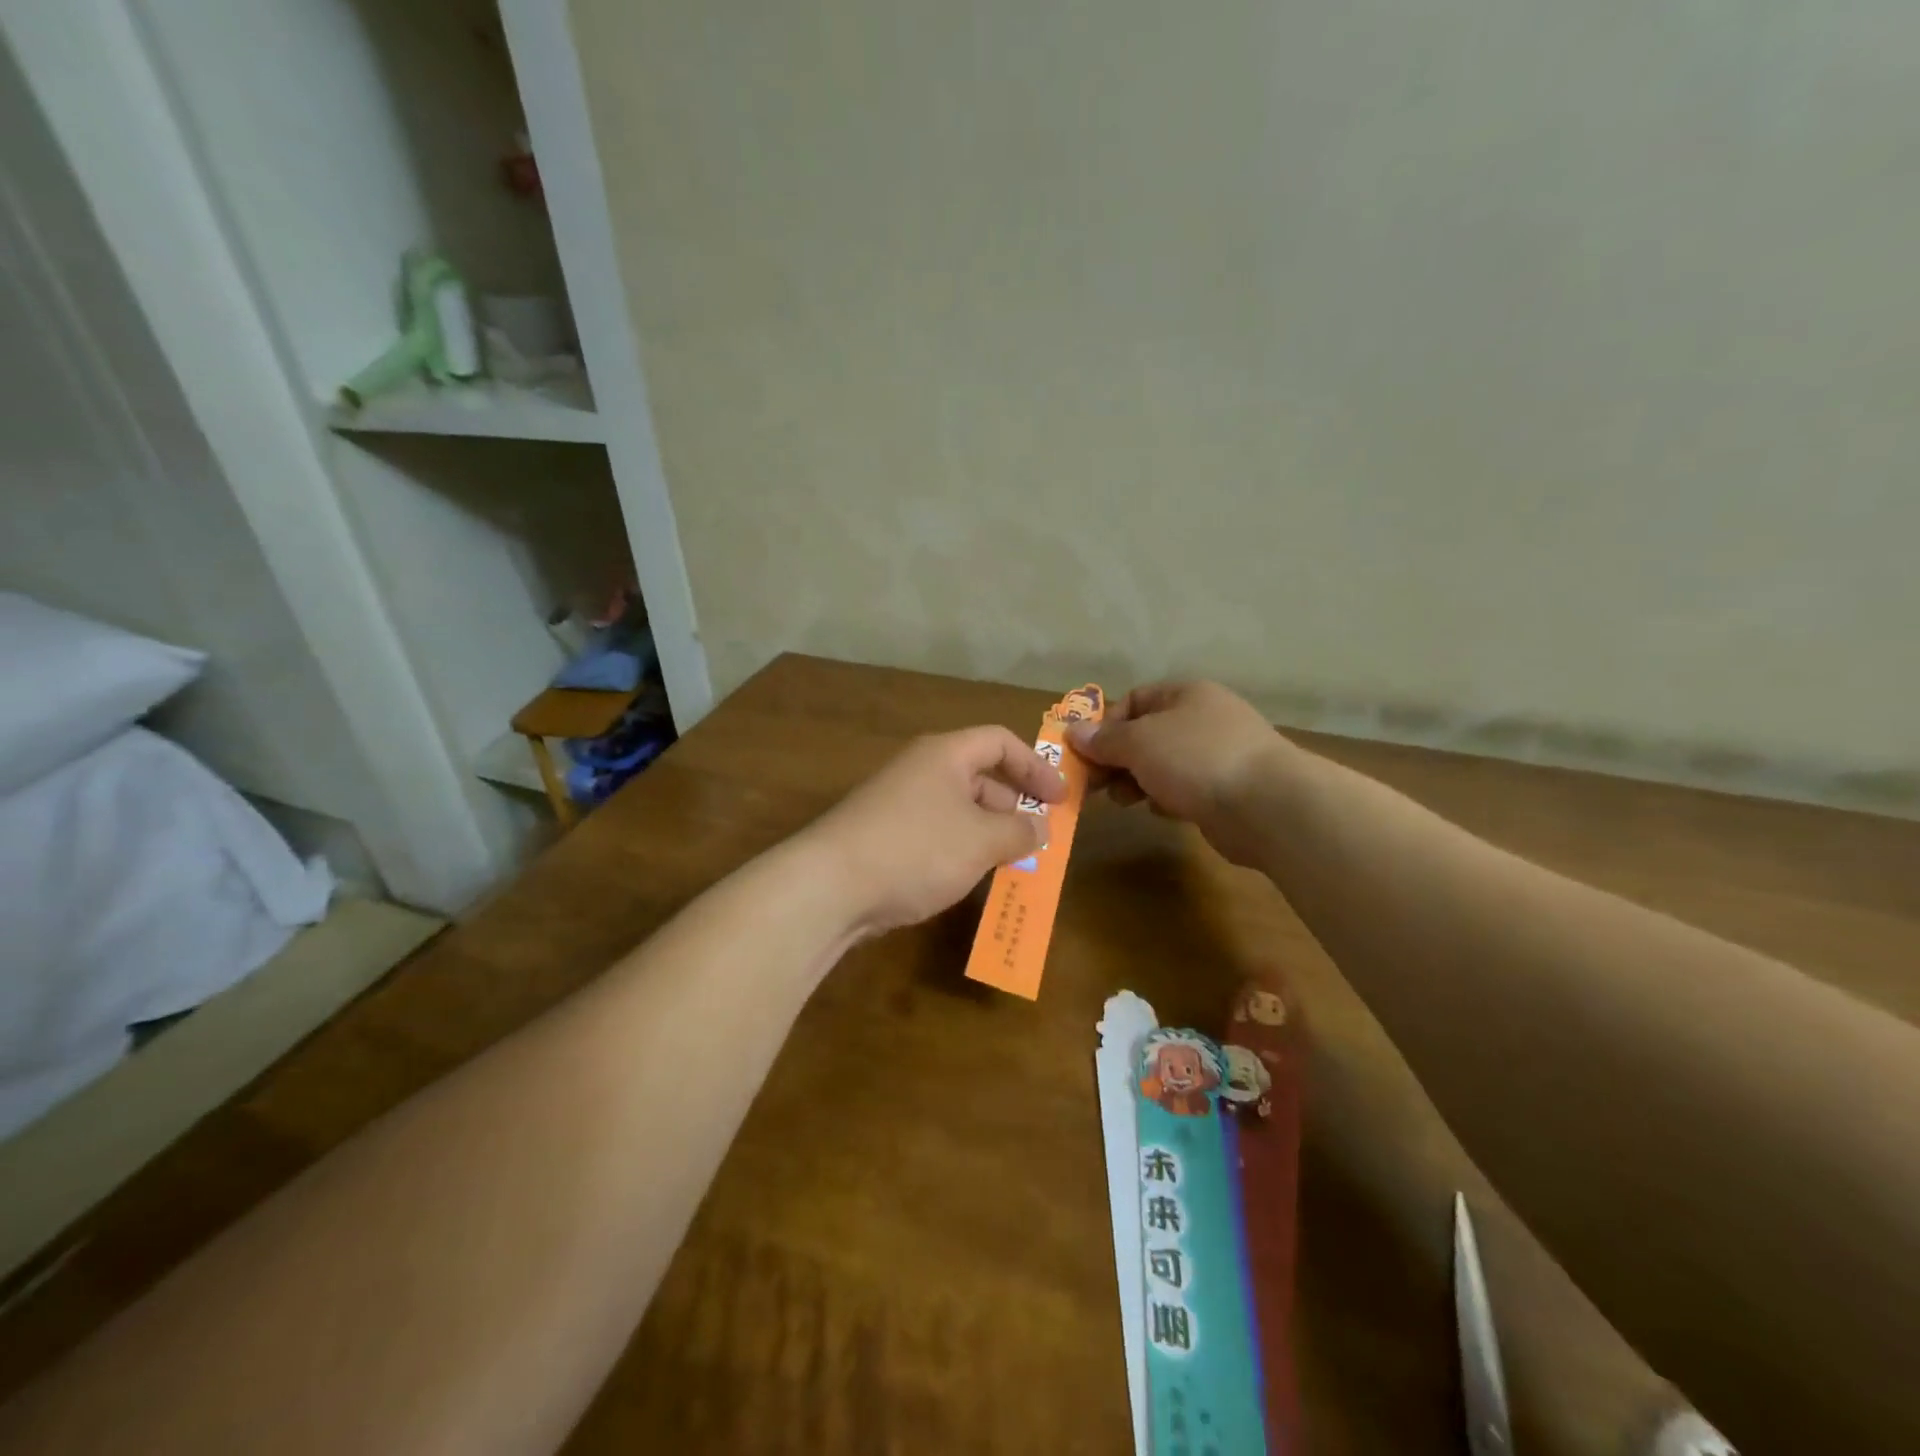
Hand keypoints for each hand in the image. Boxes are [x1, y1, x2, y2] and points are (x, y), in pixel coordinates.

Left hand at [807, 726, 1066, 936]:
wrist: (830, 886)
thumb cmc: (917, 849)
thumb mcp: (981, 841)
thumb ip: (1020, 831)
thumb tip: (1041, 827)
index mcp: (945, 755)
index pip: (1000, 741)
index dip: (1035, 767)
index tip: (1060, 799)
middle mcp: (920, 770)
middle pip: (979, 775)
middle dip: (1013, 805)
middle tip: (1039, 837)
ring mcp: (898, 803)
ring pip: (957, 809)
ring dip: (988, 832)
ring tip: (1012, 864)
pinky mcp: (883, 836)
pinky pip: (935, 833)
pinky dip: (960, 850)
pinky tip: (969, 878)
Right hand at [1066, 681, 1288, 866]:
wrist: (1267, 805)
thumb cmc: (1196, 758)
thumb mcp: (1139, 742)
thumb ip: (1104, 739)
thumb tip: (1073, 732)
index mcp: (1185, 694)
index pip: (1134, 700)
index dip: (1106, 725)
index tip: (1087, 754)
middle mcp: (1203, 718)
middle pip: (1146, 734)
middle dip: (1117, 758)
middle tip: (1095, 784)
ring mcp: (1217, 755)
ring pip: (1163, 764)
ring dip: (1137, 780)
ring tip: (1123, 800)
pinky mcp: (1226, 790)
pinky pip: (1183, 788)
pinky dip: (1165, 798)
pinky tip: (1159, 810)